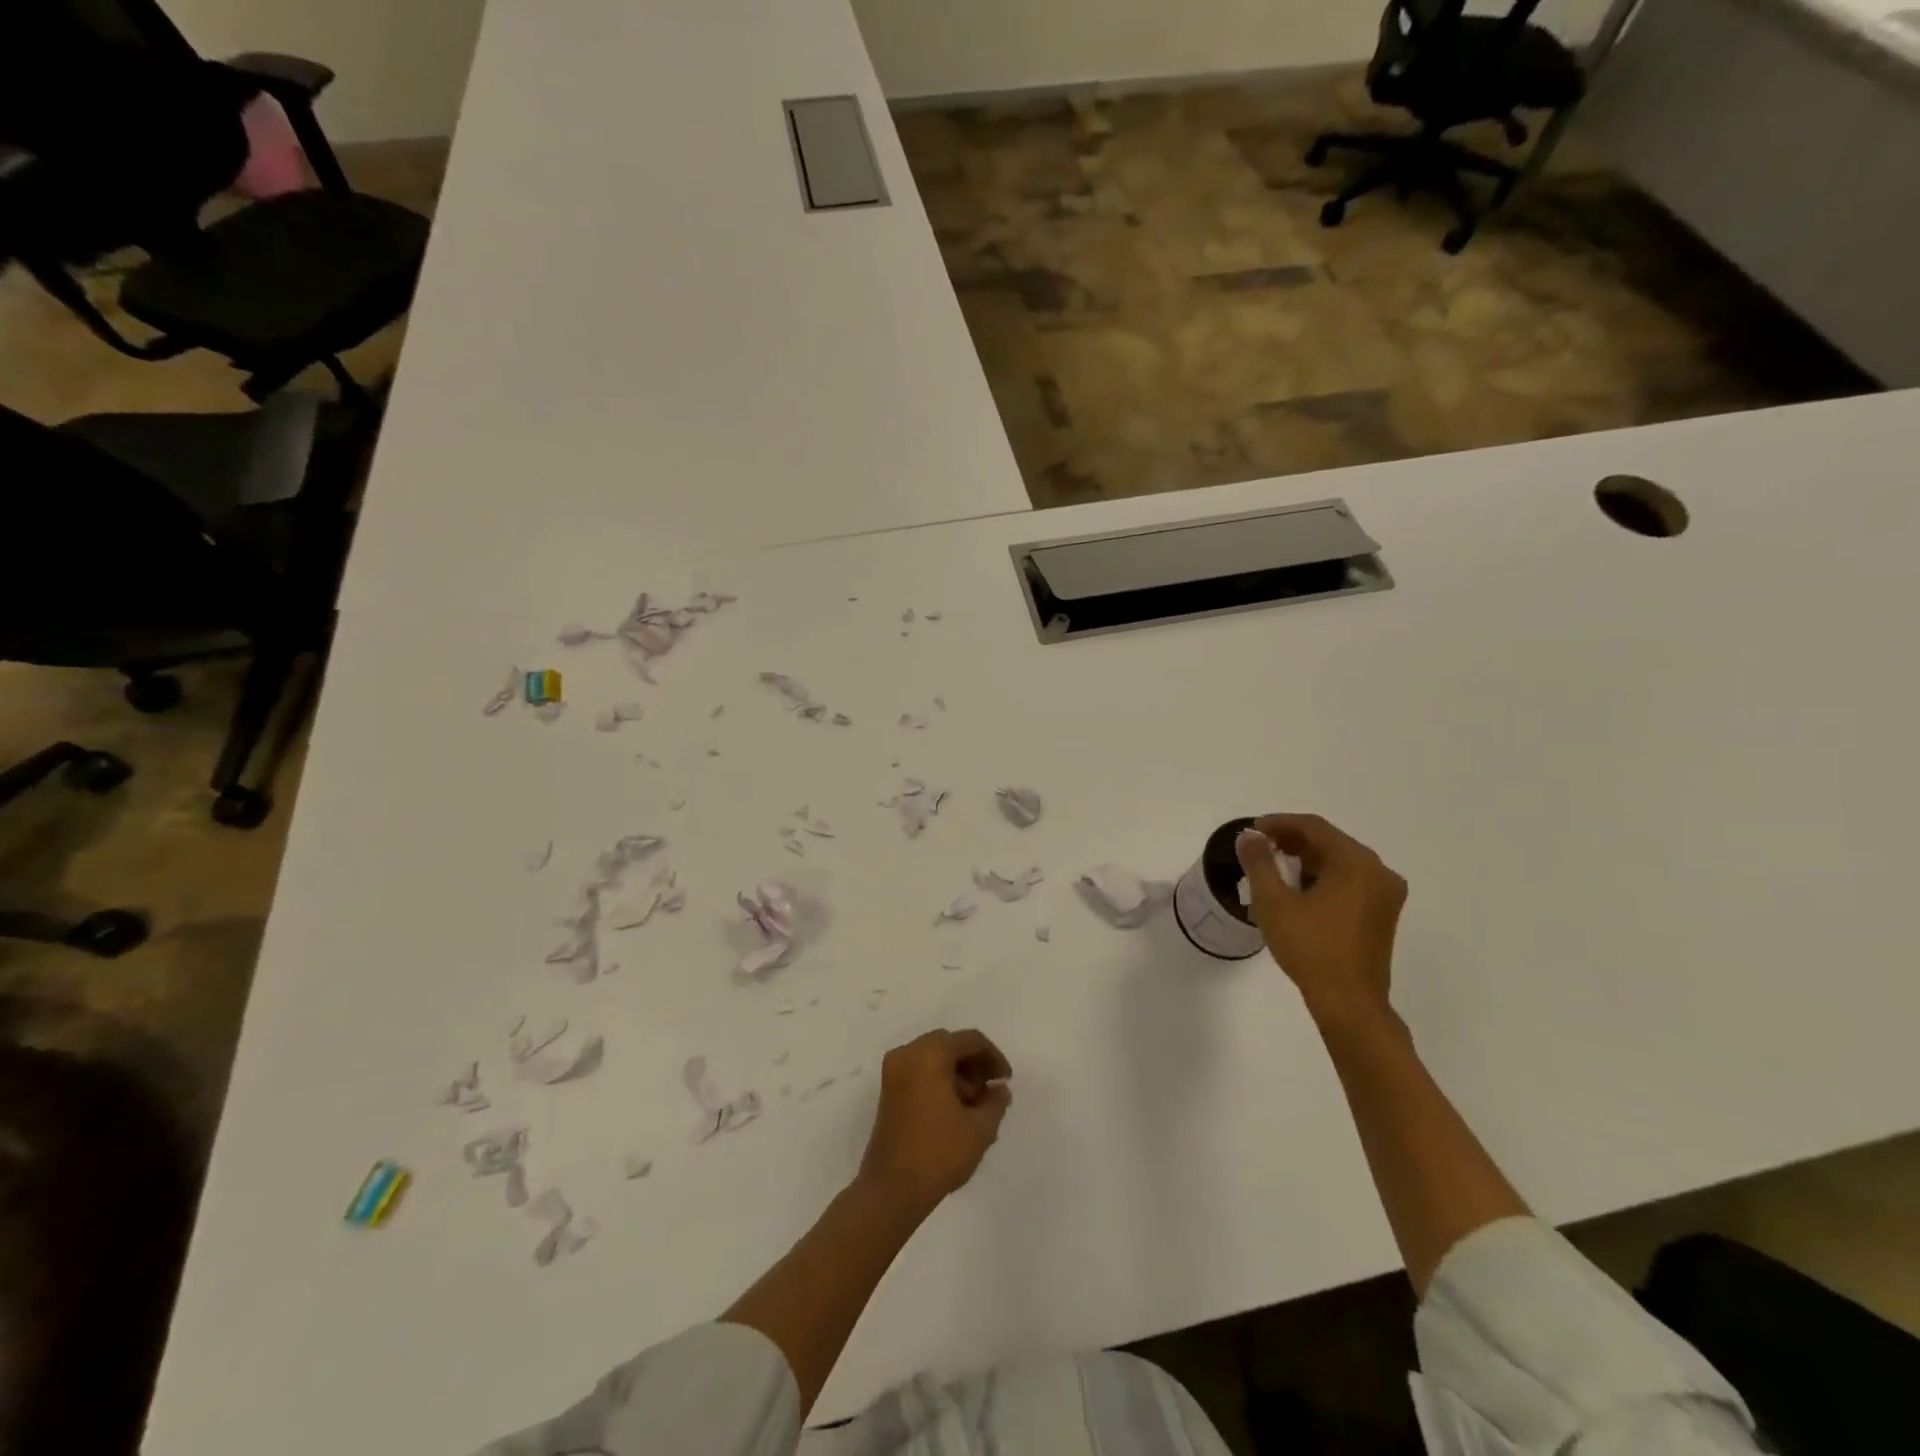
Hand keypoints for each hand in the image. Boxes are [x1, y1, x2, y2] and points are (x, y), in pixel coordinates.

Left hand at [858, 1029, 1011, 1211]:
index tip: (1006, 1081)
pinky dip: (940, 1082)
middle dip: (974, 1064)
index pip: (969, 1040)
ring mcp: (894, 1072)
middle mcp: (907, 1054)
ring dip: (958, 1074)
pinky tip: (956, 1111)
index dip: (993, 1057)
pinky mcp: (888, 1091)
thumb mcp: (979, 1128)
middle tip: (992, 1090)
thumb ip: (995, 1101)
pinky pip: (920, 1073)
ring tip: (977, 1106)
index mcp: (929, 1054)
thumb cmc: (938, 1153)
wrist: (891, 1190)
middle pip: (949, 1045)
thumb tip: (1000, 1088)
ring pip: (934, 1059)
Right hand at [1235, 814, 1406, 1024]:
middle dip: (1292, 842)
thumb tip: (1249, 837)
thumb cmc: (1310, 947)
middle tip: (1260, 850)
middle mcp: (1378, 871)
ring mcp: (1385, 894)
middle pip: (1330, 842)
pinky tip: (1299, 894)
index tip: (1252, 831)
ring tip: (1275, 872)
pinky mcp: (1383, 914)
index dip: (1280, 823)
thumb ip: (1259, 862)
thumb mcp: (1274, 902)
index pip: (1314, 827)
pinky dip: (1324, 879)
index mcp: (1356, 862)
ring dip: (1307, 861)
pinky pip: (1351, 882)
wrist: (1349, 1002)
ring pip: (1341, 863)